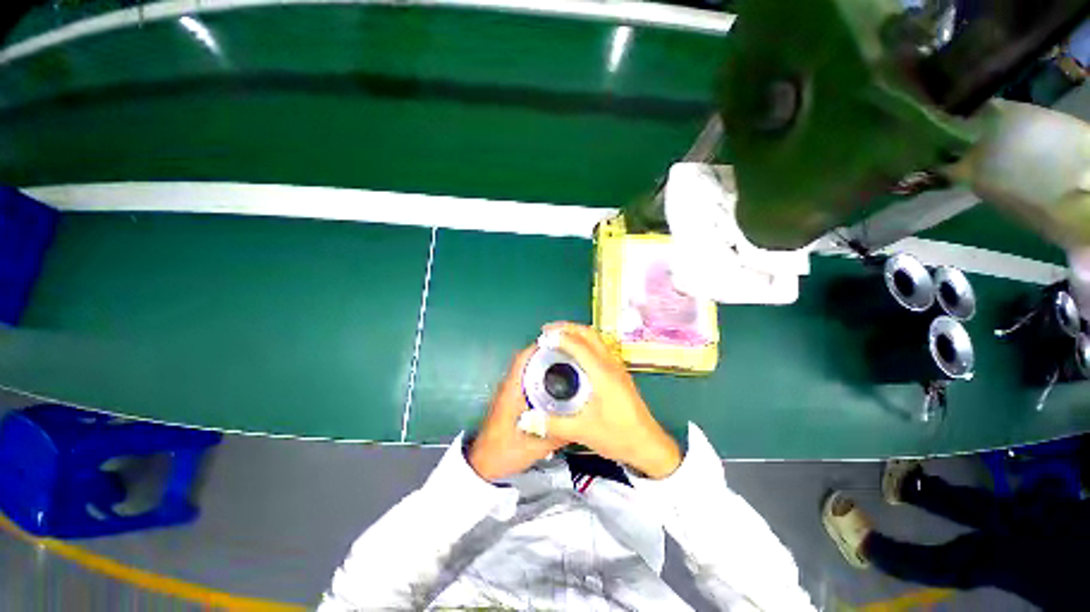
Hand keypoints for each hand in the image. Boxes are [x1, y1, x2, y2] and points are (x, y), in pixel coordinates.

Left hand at [467, 347, 566, 481]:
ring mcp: (510, 391)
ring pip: (528, 368)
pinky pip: (528, 378)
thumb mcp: (537, 444)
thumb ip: (560, 433)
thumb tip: (584, 421)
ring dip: (544, 363)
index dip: (540, 346)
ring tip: (567, 364)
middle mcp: (510, 385)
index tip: (560, 343)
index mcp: (513, 389)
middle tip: (570, 353)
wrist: (485, 463)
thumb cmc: (506, 450)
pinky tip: (556, 383)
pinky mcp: (512, 398)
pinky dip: (540, 375)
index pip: (523, 358)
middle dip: (547, 353)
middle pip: (528, 359)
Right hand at [540, 322, 681, 478]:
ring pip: (596, 339)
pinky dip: (584, 342)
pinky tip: (575, 354)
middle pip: (589, 334)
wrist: (648, 445)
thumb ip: (553, 425)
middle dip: (567, 328)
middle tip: (547, 331)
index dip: (559, 337)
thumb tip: (526, 419)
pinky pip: (600, 347)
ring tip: (558, 338)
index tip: (542, 338)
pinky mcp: (619, 373)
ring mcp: (617, 367)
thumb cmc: (618, 436)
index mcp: (602, 373)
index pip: (579, 345)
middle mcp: (611, 364)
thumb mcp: (583, 431)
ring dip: (577, 333)